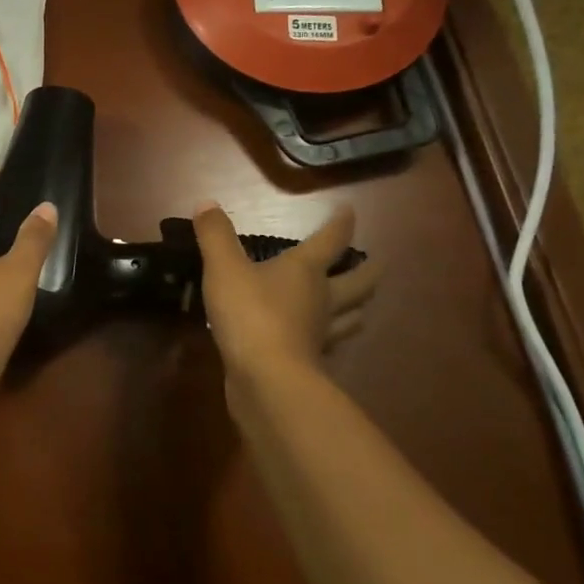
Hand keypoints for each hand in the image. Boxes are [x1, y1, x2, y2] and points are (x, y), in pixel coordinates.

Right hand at [192, 203, 378, 386]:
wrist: (266, 380)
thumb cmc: (251, 314)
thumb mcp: (225, 268)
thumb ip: (216, 235)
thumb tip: (207, 203)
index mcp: (307, 271)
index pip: (331, 240)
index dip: (341, 223)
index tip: (349, 211)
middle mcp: (323, 300)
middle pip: (357, 283)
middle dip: (367, 271)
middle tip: (376, 264)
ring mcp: (320, 335)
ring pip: (349, 318)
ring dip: (357, 309)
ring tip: (359, 305)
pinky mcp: (310, 364)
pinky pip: (328, 347)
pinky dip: (329, 340)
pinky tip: (322, 343)